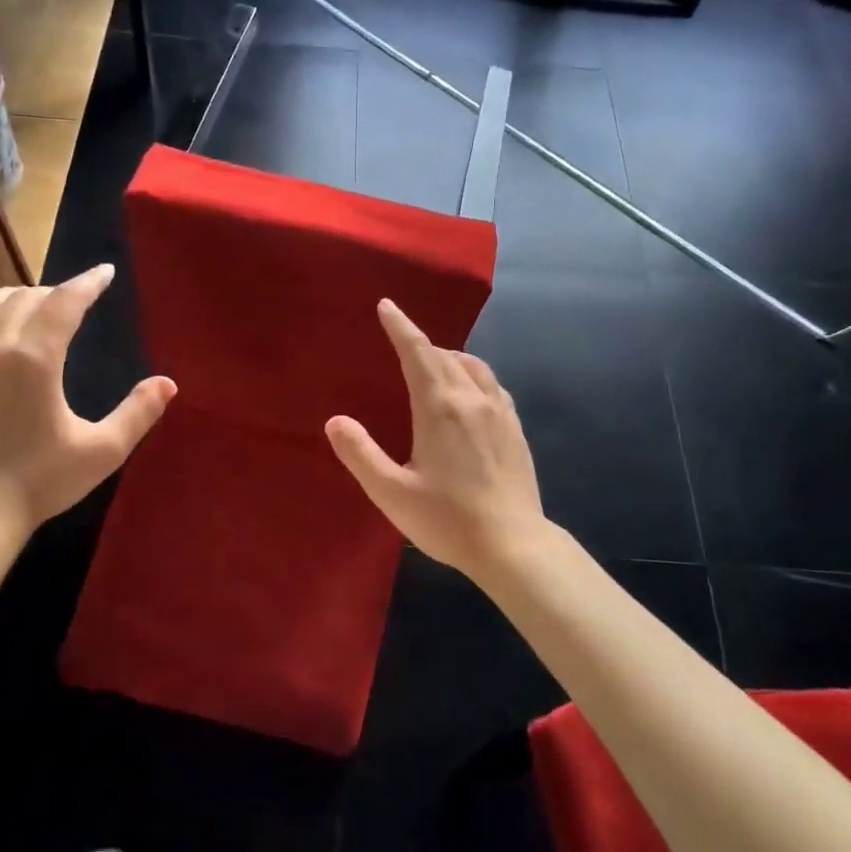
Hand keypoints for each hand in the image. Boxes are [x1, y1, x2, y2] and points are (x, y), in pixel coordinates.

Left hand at [0, 264, 175, 529]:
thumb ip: (137, 413)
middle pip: (26, 298)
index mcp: (37, 359)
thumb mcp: (101, 451)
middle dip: (54, 292)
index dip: (88, 283)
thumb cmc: (40, 481)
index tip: (104, 272)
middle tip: (73, 300)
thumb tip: (168, 383)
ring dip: (12, 296)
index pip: (66, 303)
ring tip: (29, 301)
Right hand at [326, 299, 548, 583]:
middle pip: (445, 356)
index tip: (387, 306)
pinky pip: (491, 385)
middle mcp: (472, 400)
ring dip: (449, 357)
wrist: (513, 545)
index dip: (401, 326)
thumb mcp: (392, 492)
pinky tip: (469, 393)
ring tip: (433, 364)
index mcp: (440, 408)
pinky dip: (472, 375)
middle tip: (401, 340)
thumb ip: (361, 454)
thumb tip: (335, 421)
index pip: (417, 352)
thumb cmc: (447, 520)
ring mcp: (500, 413)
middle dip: (420, 343)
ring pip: (473, 366)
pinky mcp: (515, 430)